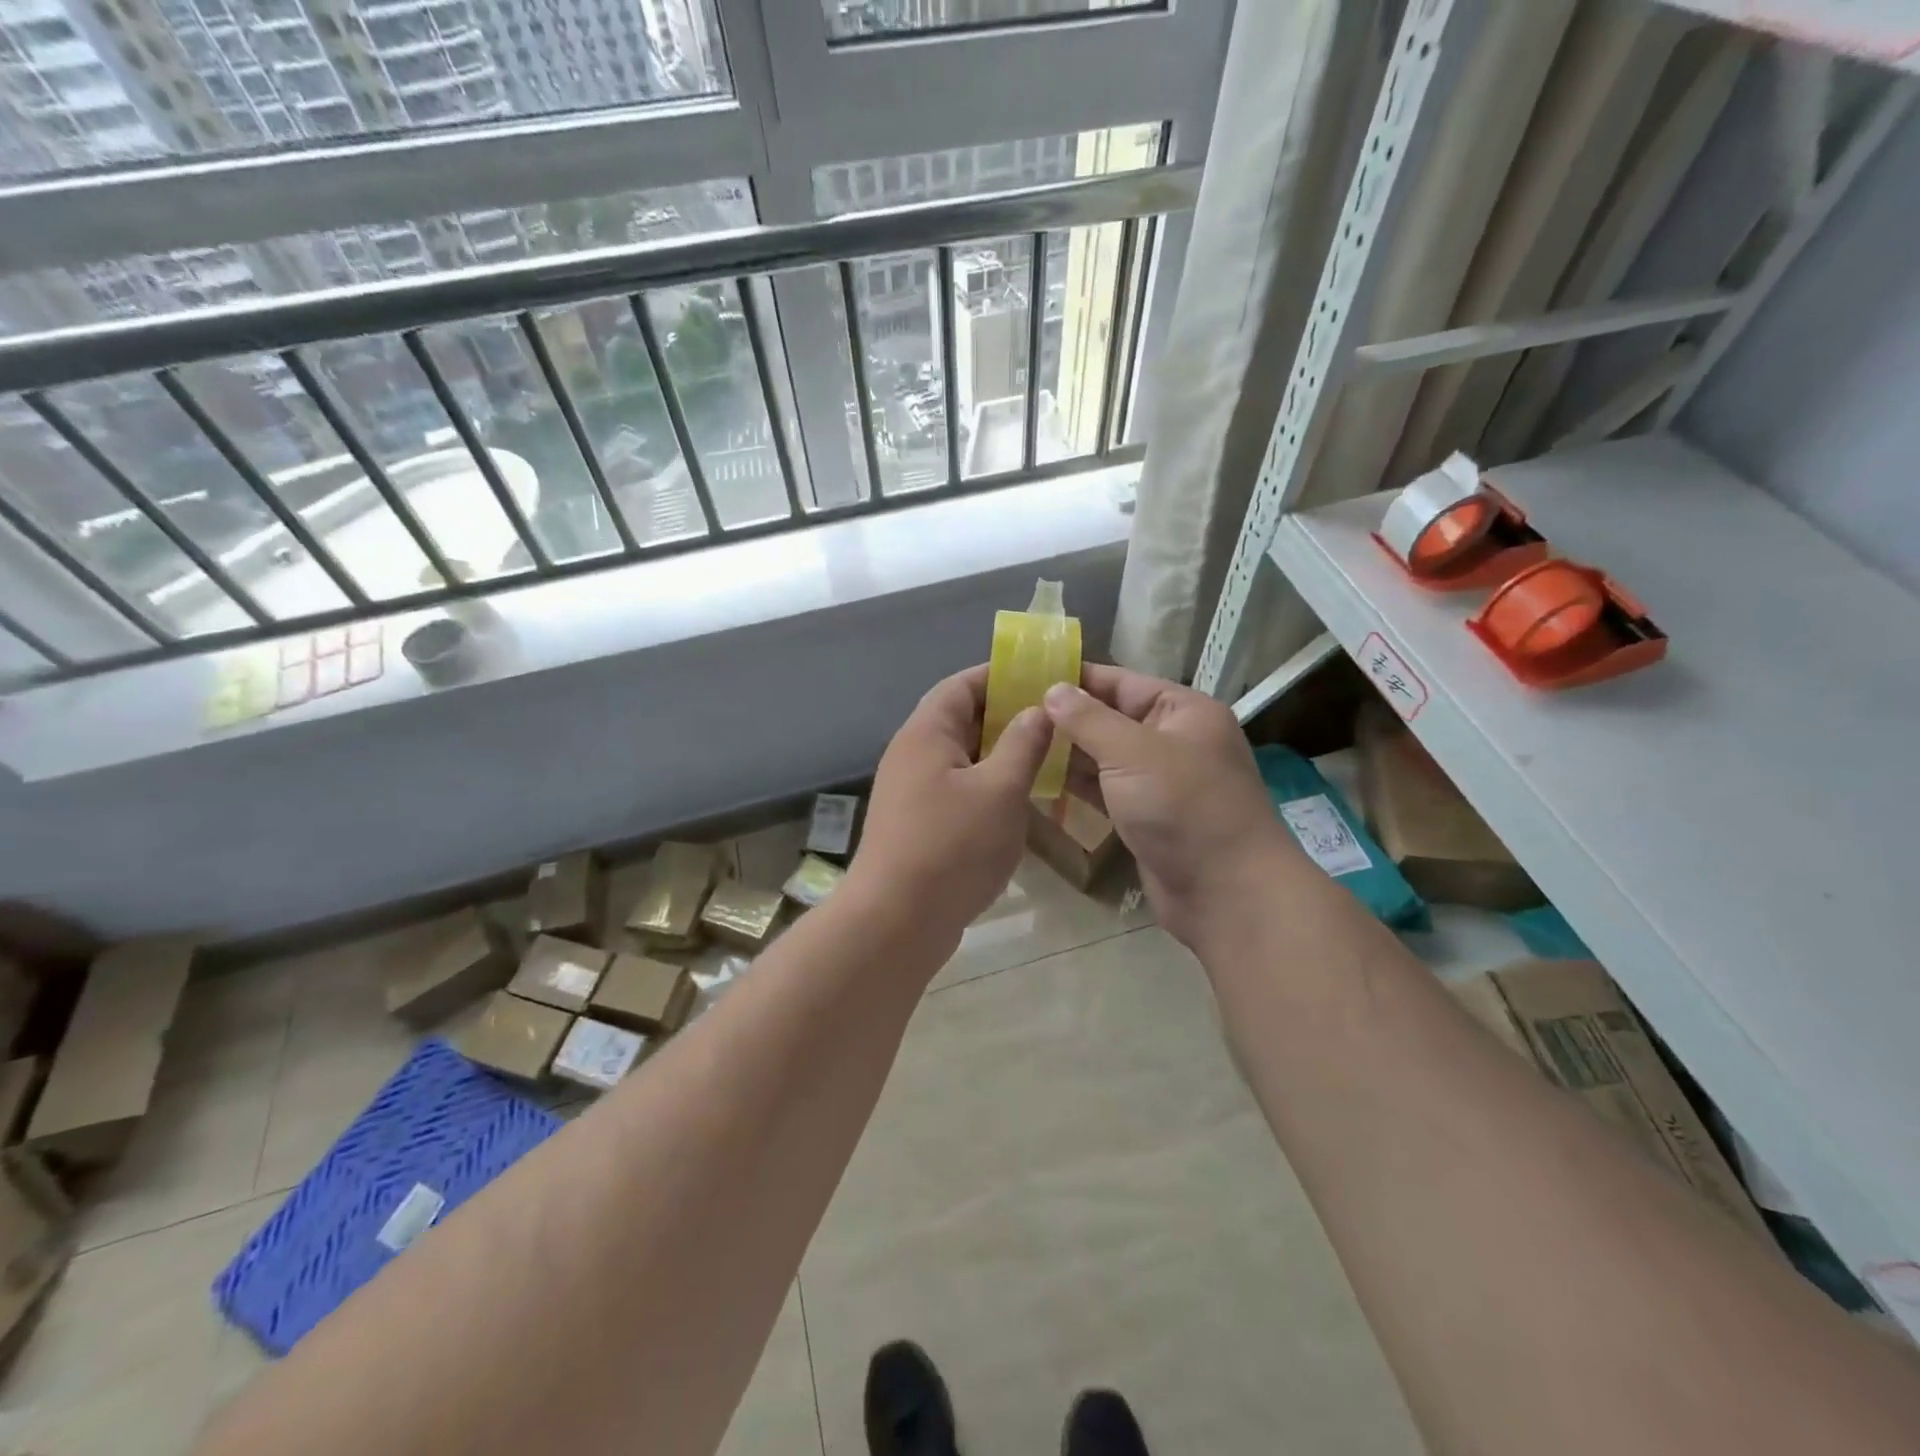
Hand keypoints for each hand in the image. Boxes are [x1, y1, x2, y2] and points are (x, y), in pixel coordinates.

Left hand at [848, 665, 1054, 947]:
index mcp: (927, 733)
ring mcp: (912, 792)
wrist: (897, 921)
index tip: (1042, 678)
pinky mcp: (918, 824)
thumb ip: (1023, 744)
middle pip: (961, 719)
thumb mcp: (1000, 790)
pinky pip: (958, 790)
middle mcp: (913, 755)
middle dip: (1006, 717)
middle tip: (1054, 723)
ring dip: (1000, 756)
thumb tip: (1038, 709)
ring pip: (962, 758)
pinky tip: (1019, 803)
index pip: (961, 685)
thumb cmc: (952, 846)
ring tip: (1046, 759)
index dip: (1000, 676)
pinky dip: (988, 787)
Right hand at [1043, 666, 1296, 950]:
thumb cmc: (1183, 807)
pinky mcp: (1148, 816)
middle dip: (1066, 717)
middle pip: (1111, 718)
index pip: (1121, 682)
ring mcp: (1161, 781)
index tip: (1025, 676)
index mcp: (1182, 711)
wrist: (1227, 893)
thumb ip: (1089, 719)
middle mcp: (1174, 739)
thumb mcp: (1133, 753)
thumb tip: (1052, 690)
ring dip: (1068, 753)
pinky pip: (1107, 790)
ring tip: (1017, 744)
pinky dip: (1079, 785)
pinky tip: (1040, 780)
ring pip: (1106, 757)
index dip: (1075, 678)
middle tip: (1009, 714)